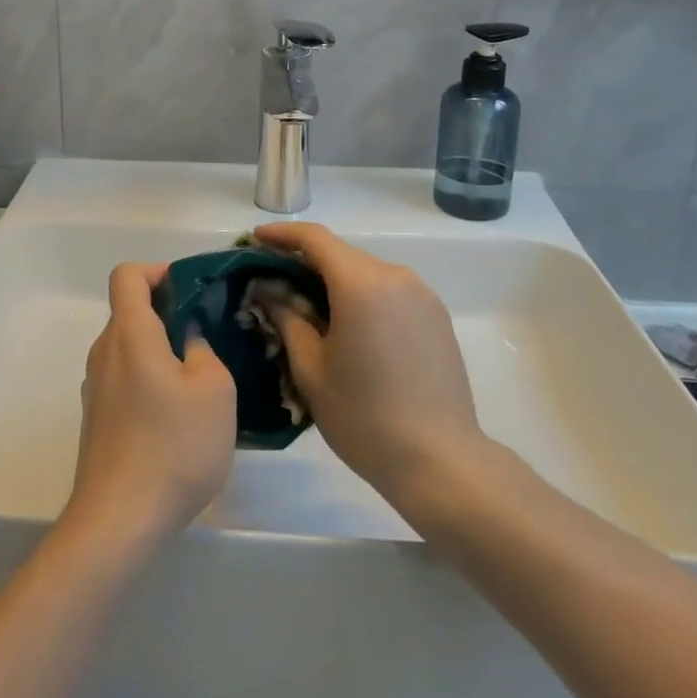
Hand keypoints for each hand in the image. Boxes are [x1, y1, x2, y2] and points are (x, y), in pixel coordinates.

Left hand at [68, 263, 235, 550]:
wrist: (118, 522)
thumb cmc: (173, 447)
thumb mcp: (214, 390)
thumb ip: (204, 350)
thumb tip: (189, 339)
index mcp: (129, 333)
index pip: (128, 275)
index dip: (158, 271)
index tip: (190, 291)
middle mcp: (104, 352)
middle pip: (130, 312)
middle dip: (168, 314)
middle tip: (207, 337)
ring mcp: (96, 388)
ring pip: (130, 349)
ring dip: (161, 352)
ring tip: (199, 381)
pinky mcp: (97, 420)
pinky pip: (125, 380)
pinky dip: (150, 381)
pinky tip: (178, 418)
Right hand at [251, 222, 484, 508]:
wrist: (441, 462)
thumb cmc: (365, 418)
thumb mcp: (311, 370)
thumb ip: (287, 320)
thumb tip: (268, 291)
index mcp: (361, 283)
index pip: (315, 239)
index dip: (282, 235)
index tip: (255, 240)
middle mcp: (395, 276)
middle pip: (341, 255)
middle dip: (306, 263)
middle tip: (276, 284)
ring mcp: (422, 294)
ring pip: (367, 273)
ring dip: (336, 282)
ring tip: (311, 311)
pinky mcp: (437, 315)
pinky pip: (390, 291)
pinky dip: (364, 297)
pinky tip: (352, 329)